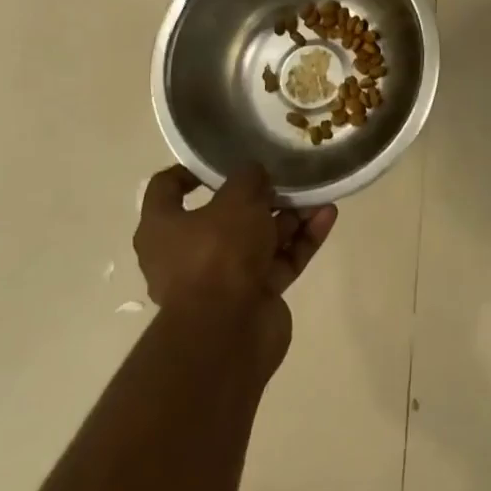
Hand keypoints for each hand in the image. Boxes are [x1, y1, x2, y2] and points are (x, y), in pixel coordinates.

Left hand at [135, 163, 336, 327]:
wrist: (228, 332)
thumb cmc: (218, 253)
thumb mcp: (236, 199)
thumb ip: (248, 178)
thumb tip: (255, 174)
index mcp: (163, 229)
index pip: (166, 189)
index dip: (191, 170)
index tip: (222, 158)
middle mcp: (188, 253)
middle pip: (226, 215)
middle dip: (260, 196)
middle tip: (284, 175)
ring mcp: (224, 278)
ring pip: (259, 237)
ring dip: (289, 216)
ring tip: (318, 192)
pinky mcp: (255, 296)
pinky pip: (280, 260)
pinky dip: (301, 239)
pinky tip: (327, 216)